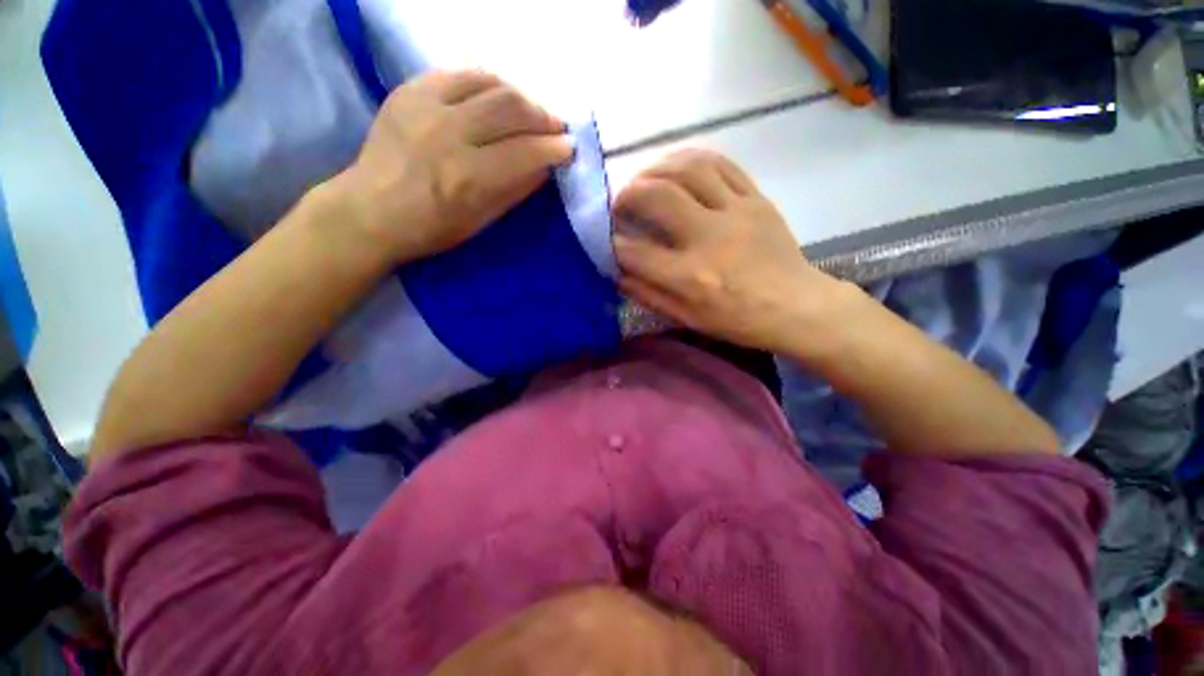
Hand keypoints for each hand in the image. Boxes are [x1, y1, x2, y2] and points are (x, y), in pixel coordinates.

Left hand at [331, 70, 572, 262]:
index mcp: (468, 177)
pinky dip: (487, 81)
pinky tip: (498, 95)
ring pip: (488, 83)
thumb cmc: (432, 227)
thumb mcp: (481, 221)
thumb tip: (544, 167)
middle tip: (556, 127)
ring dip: (520, 95)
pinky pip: (459, 73)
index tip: (569, 148)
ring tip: (531, 111)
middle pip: (510, 107)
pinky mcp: (409, 90)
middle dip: (543, 116)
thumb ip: (515, 190)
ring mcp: (426, 106)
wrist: (371, 210)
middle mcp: (449, 134)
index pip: (525, 152)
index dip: (554, 148)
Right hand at [613, 150, 849, 354]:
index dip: (610, 241)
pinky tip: (677, 167)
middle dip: (627, 194)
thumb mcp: (687, 318)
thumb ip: (648, 294)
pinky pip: (721, 164)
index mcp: (691, 277)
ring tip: (644, 180)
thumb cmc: (737, 320)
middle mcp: (709, 238)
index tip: (602, 237)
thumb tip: (616, 272)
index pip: (635, 251)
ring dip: (656, 168)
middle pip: (657, 195)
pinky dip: (691, 159)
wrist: (796, 306)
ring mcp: (736, 211)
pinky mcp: (756, 198)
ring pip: (688, 168)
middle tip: (619, 202)